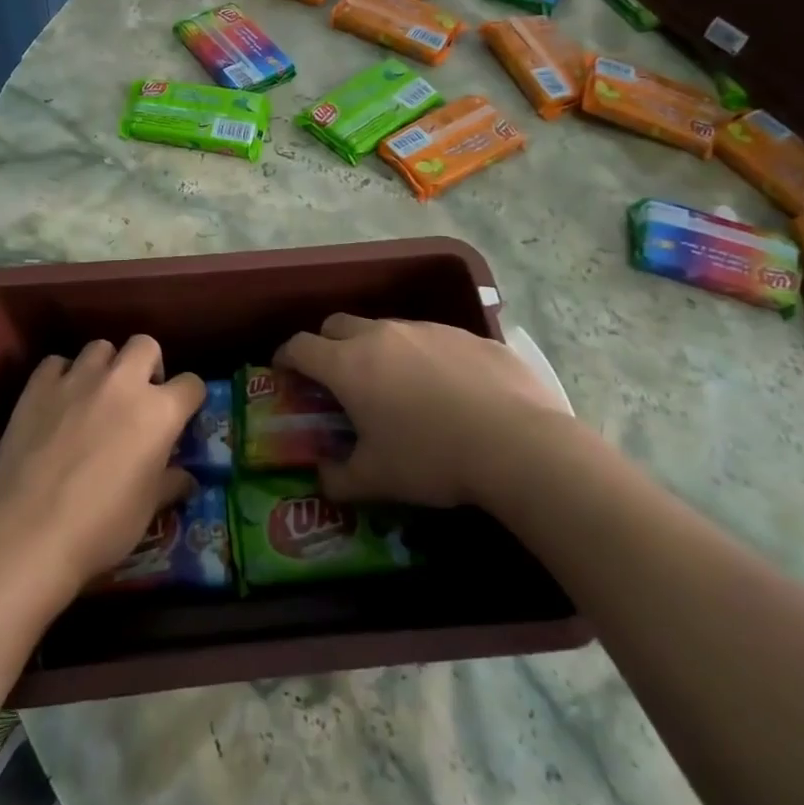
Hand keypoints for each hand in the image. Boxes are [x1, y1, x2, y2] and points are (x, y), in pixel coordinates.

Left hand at [0, 337, 203, 598]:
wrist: (27, 529)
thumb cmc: (101, 524)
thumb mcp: (148, 509)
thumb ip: (170, 484)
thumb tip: (186, 479)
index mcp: (160, 412)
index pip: (192, 384)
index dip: (189, 399)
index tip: (181, 416)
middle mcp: (123, 383)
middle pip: (145, 345)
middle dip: (147, 364)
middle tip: (138, 396)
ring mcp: (78, 379)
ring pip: (100, 347)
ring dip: (104, 366)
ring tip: (95, 396)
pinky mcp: (38, 385)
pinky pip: (56, 363)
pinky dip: (61, 376)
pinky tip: (56, 401)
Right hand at [274, 314, 572, 510]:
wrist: (519, 444)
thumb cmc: (432, 459)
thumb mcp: (376, 480)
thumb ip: (339, 479)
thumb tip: (323, 479)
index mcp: (349, 365)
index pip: (300, 345)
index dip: (285, 356)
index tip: (284, 371)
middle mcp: (383, 335)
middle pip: (338, 324)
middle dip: (327, 345)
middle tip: (336, 378)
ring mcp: (428, 329)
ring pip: (387, 329)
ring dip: (378, 350)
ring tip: (397, 388)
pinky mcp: (468, 335)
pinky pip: (432, 339)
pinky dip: (424, 357)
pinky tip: (448, 391)